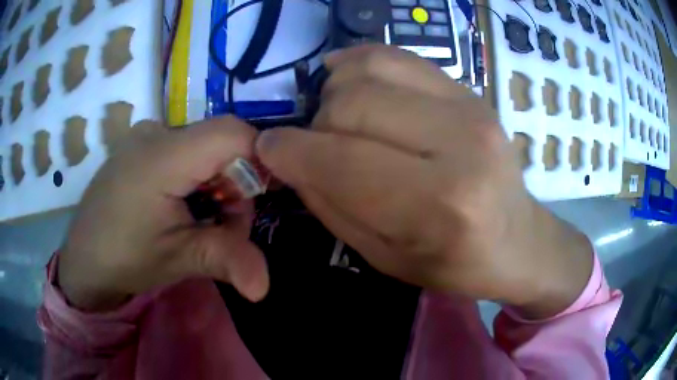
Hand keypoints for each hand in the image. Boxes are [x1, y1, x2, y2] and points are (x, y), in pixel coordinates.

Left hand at [59, 117, 268, 311]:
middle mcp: (156, 132)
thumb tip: (264, 289)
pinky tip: (183, 206)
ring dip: (216, 183)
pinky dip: (197, 177)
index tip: (261, 198)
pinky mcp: (141, 146)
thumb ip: (226, 260)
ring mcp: (146, 136)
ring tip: (201, 221)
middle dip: (235, 184)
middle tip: (224, 226)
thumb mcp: (177, 259)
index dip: (259, 160)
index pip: (232, 133)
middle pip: (220, 142)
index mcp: (163, 155)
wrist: (83, 261)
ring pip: (205, 146)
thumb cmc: (124, 258)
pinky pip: (185, 150)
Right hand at [256, 45, 592, 318]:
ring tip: (339, 118)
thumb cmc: (456, 263)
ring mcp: (469, 106)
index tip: (268, 150)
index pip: (341, 160)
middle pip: (351, 105)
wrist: (519, 239)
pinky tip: (351, 81)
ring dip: (335, 92)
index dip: (289, 152)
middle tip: (316, 146)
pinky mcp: (469, 90)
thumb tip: (291, 159)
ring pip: (368, 70)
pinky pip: (397, 57)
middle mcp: (459, 144)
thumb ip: (332, 205)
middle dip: (315, 125)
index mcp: (440, 205)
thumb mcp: (385, 258)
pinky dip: (360, 64)